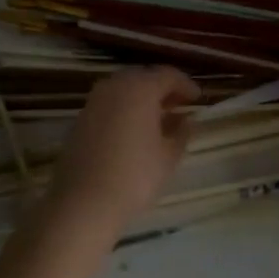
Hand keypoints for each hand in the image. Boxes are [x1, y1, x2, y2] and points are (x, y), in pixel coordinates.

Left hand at [49, 67, 200, 227]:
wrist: (83, 202)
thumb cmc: (135, 176)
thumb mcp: (168, 156)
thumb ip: (181, 132)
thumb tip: (187, 120)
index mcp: (141, 89)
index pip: (168, 75)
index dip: (186, 85)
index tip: (198, 99)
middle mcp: (116, 86)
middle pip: (144, 77)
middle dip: (163, 88)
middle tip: (179, 105)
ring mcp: (94, 101)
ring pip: (124, 89)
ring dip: (142, 98)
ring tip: (158, 118)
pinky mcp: (80, 119)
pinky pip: (109, 103)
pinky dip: (125, 109)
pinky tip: (133, 130)